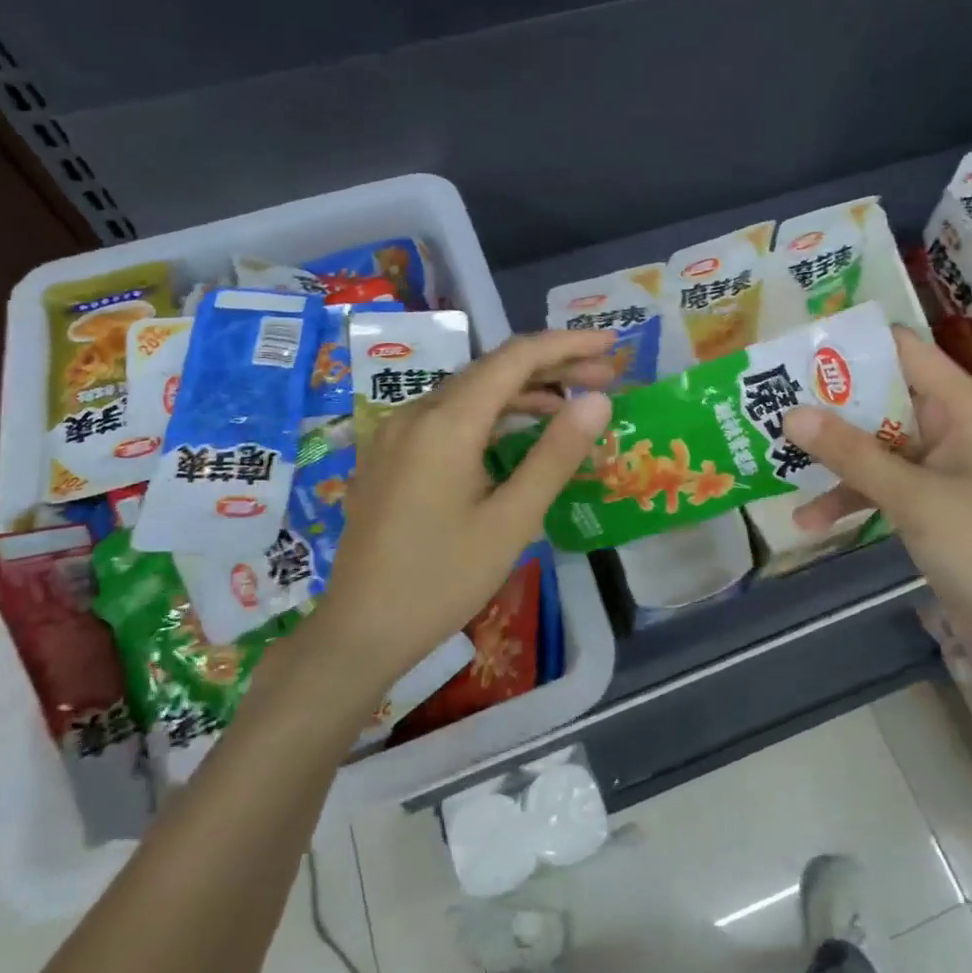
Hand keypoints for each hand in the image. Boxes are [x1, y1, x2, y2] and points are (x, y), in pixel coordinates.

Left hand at [303, 331, 615, 692]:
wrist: (360, 629)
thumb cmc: (442, 580)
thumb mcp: (511, 521)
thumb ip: (555, 455)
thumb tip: (596, 401)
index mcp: (446, 423)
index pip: (515, 359)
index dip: (567, 345)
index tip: (611, 343)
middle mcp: (416, 413)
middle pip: (492, 370)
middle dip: (551, 367)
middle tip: (605, 376)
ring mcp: (397, 433)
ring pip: (469, 392)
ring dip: (522, 391)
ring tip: (572, 404)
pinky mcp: (391, 455)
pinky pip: (449, 416)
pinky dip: (491, 415)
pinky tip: (517, 432)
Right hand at [782, 325, 971, 656]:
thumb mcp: (913, 497)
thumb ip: (852, 454)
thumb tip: (791, 413)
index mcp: (962, 407)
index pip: (903, 352)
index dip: (853, 346)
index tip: (796, 352)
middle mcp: (950, 426)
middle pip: (881, 398)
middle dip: (828, 406)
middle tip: (770, 404)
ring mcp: (938, 466)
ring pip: (874, 444)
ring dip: (832, 457)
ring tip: (775, 462)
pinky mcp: (928, 500)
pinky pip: (880, 483)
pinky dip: (849, 495)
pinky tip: (809, 520)